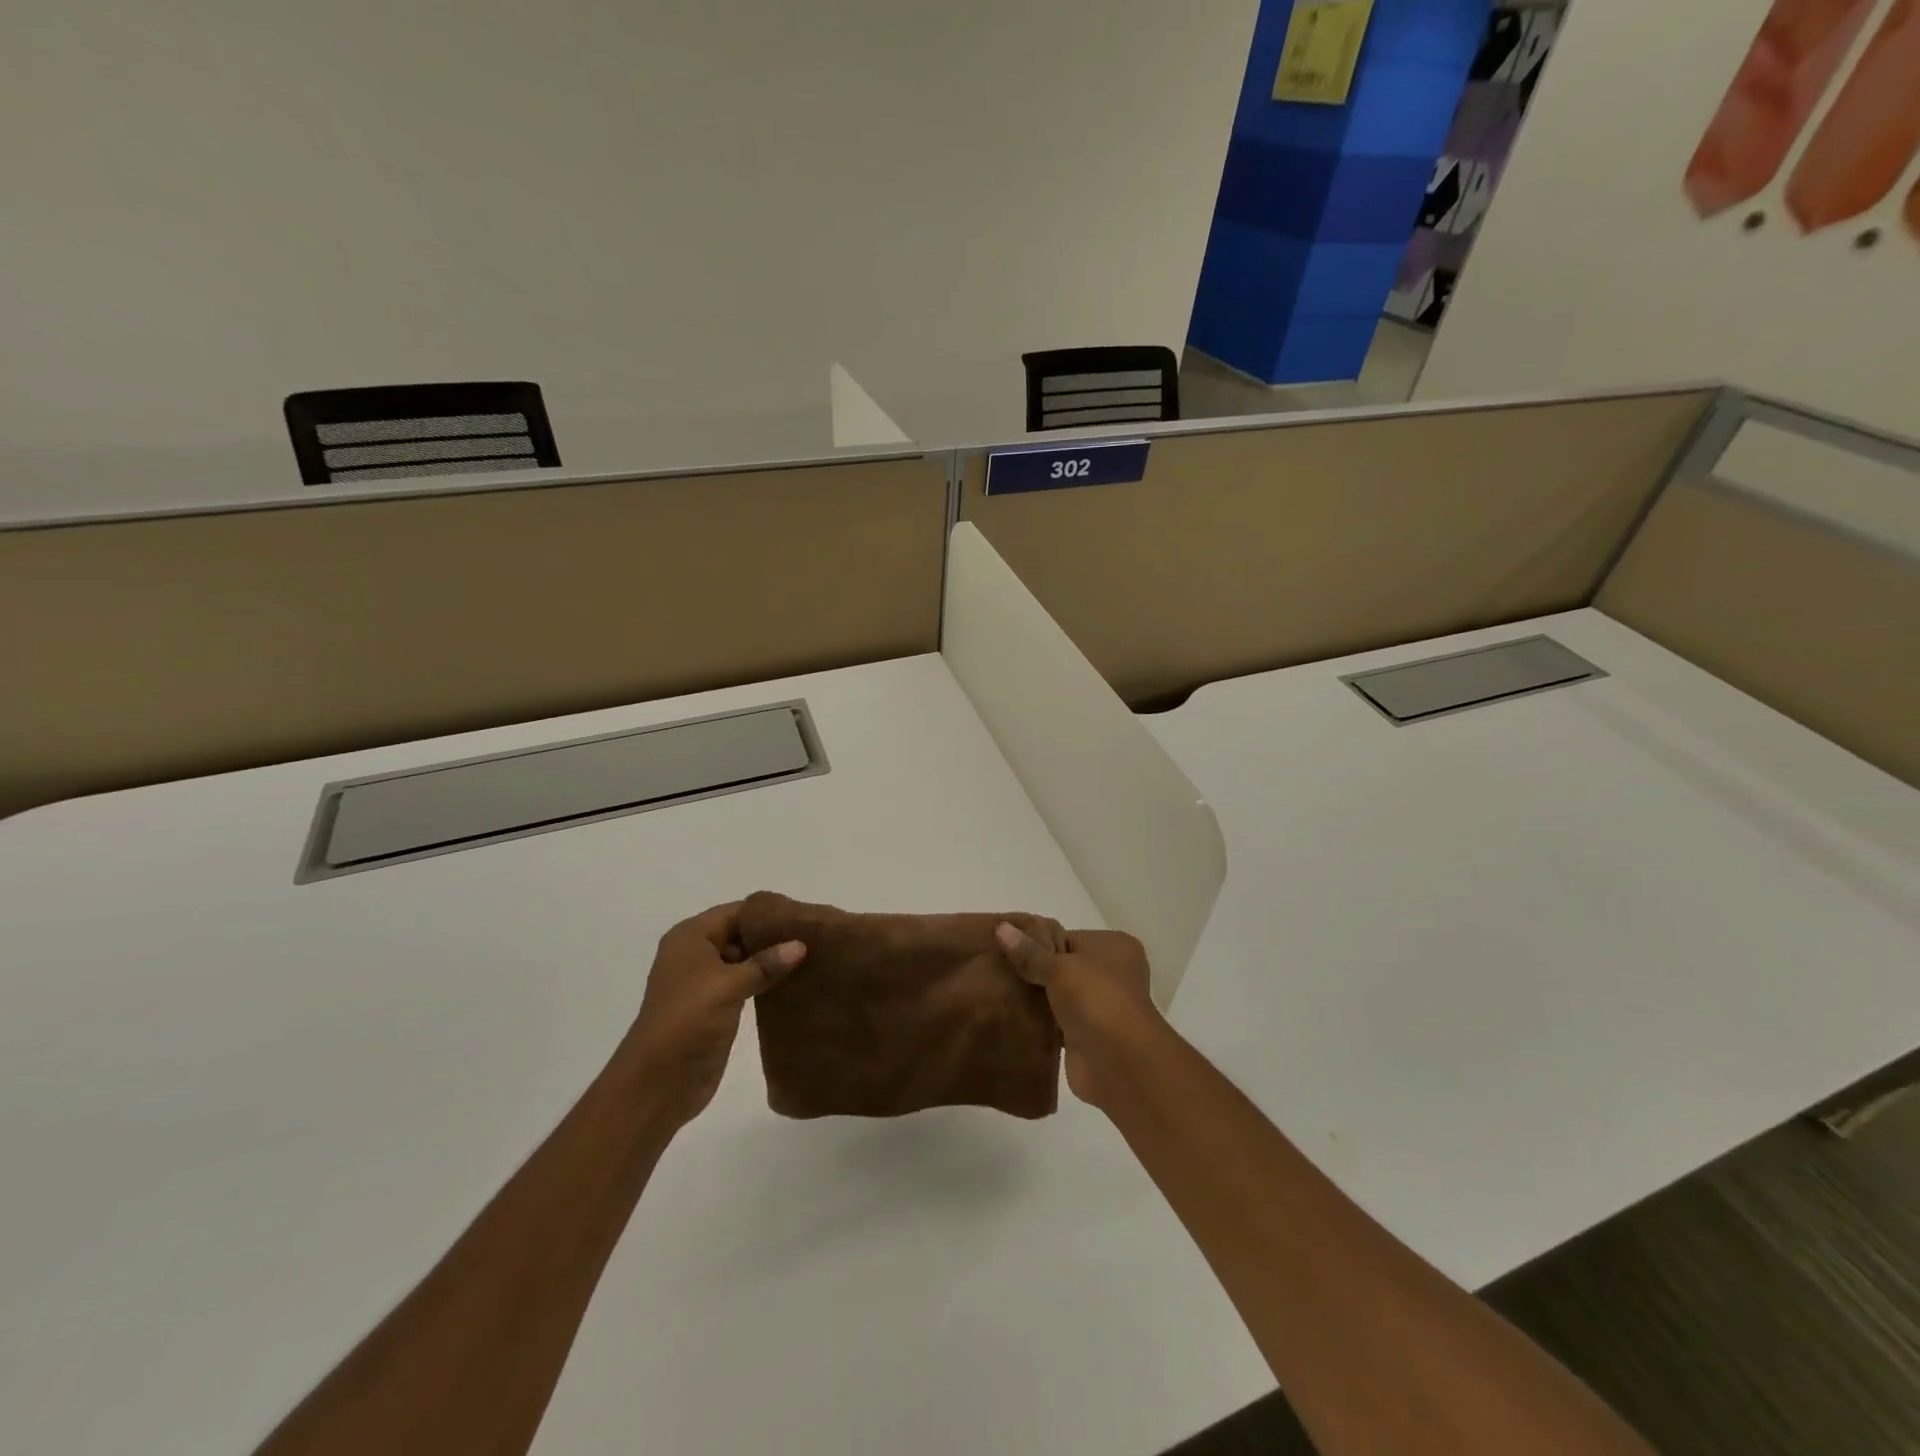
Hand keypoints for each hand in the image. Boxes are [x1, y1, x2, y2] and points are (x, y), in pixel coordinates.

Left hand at [625, 902, 805, 1127]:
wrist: (657, 1083)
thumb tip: (801, 944)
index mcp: (690, 938)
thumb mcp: (728, 986)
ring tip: (811, 957)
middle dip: (772, 936)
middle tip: (813, 938)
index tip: (803, 918)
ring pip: (744, 960)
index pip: (735, 912)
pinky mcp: (715, 1007)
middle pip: (740, 933)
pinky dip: (765, 981)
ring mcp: (705, 982)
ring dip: (771, 960)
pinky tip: (794, 982)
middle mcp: (695, 954)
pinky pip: (745, 984)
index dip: (767, 914)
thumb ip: (765, 964)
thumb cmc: (687, 1021)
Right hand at [995, 924, 1164, 1109]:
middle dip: (1034, 970)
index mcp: (1113, 946)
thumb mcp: (1059, 967)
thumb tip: (1000, 928)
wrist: (1120, 1062)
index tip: (1003, 946)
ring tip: (996, 989)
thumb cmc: (1096, 999)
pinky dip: (1039, 1020)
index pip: (1067, 937)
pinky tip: (1010, 1015)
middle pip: (1063, 966)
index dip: (1037, 942)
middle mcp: (1111, 973)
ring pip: (1059, 994)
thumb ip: (1029, 952)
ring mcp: (1100, 1006)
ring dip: (1036, 997)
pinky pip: (1056, 1021)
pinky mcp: (1087, 1036)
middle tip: (995, 968)